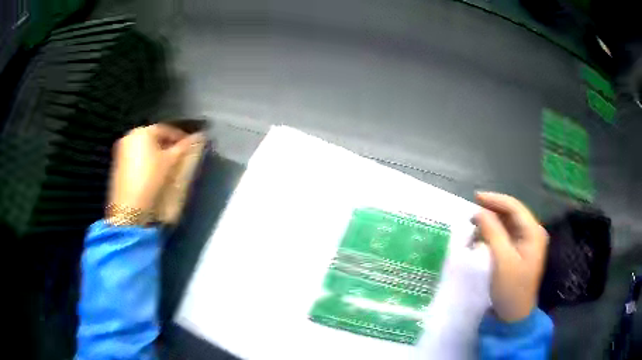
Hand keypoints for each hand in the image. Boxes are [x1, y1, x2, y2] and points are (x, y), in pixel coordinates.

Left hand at [108, 124, 203, 213]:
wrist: (129, 209)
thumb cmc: (151, 180)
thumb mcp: (171, 162)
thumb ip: (185, 147)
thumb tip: (200, 136)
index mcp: (143, 132)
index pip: (166, 129)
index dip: (181, 137)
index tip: (191, 147)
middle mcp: (130, 136)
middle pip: (154, 138)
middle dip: (168, 146)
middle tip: (181, 157)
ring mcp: (122, 151)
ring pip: (145, 149)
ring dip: (157, 154)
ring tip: (169, 167)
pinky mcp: (118, 166)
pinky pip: (137, 158)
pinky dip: (147, 162)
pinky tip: (154, 174)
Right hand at [473, 192, 548, 322]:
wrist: (514, 315)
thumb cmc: (511, 288)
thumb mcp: (502, 260)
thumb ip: (492, 232)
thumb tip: (478, 211)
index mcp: (533, 232)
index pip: (514, 207)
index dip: (495, 200)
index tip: (475, 197)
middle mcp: (532, 233)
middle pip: (511, 214)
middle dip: (491, 212)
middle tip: (471, 216)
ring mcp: (526, 243)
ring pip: (507, 224)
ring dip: (490, 224)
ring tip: (474, 228)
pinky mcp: (518, 252)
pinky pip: (505, 236)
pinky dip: (492, 234)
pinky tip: (481, 239)